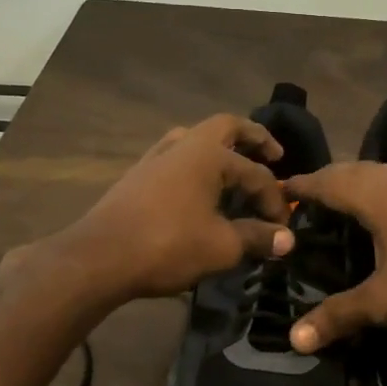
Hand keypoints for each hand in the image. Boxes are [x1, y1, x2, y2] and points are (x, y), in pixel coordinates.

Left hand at [42, 115, 293, 302]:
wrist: (99, 257)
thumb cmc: (167, 246)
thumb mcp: (221, 246)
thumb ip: (257, 238)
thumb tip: (287, 239)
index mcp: (208, 155)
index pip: (256, 174)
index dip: (275, 201)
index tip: (284, 229)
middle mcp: (183, 145)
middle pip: (225, 127)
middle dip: (254, 137)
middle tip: (274, 153)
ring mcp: (156, 158)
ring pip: (195, 139)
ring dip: (220, 148)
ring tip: (235, 167)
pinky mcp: (138, 176)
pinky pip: (177, 157)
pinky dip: (197, 164)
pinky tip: (199, 187)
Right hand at [281, 159, 386, 352]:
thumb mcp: (383, 304)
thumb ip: (338, 316)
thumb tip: (295, 339)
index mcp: (382, 200)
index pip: (333, 183)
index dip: (307, 185)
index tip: (285, 187)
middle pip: (366, 172)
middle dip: (339, 178)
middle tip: (319, 190)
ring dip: (383, 176)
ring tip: (366, 186)